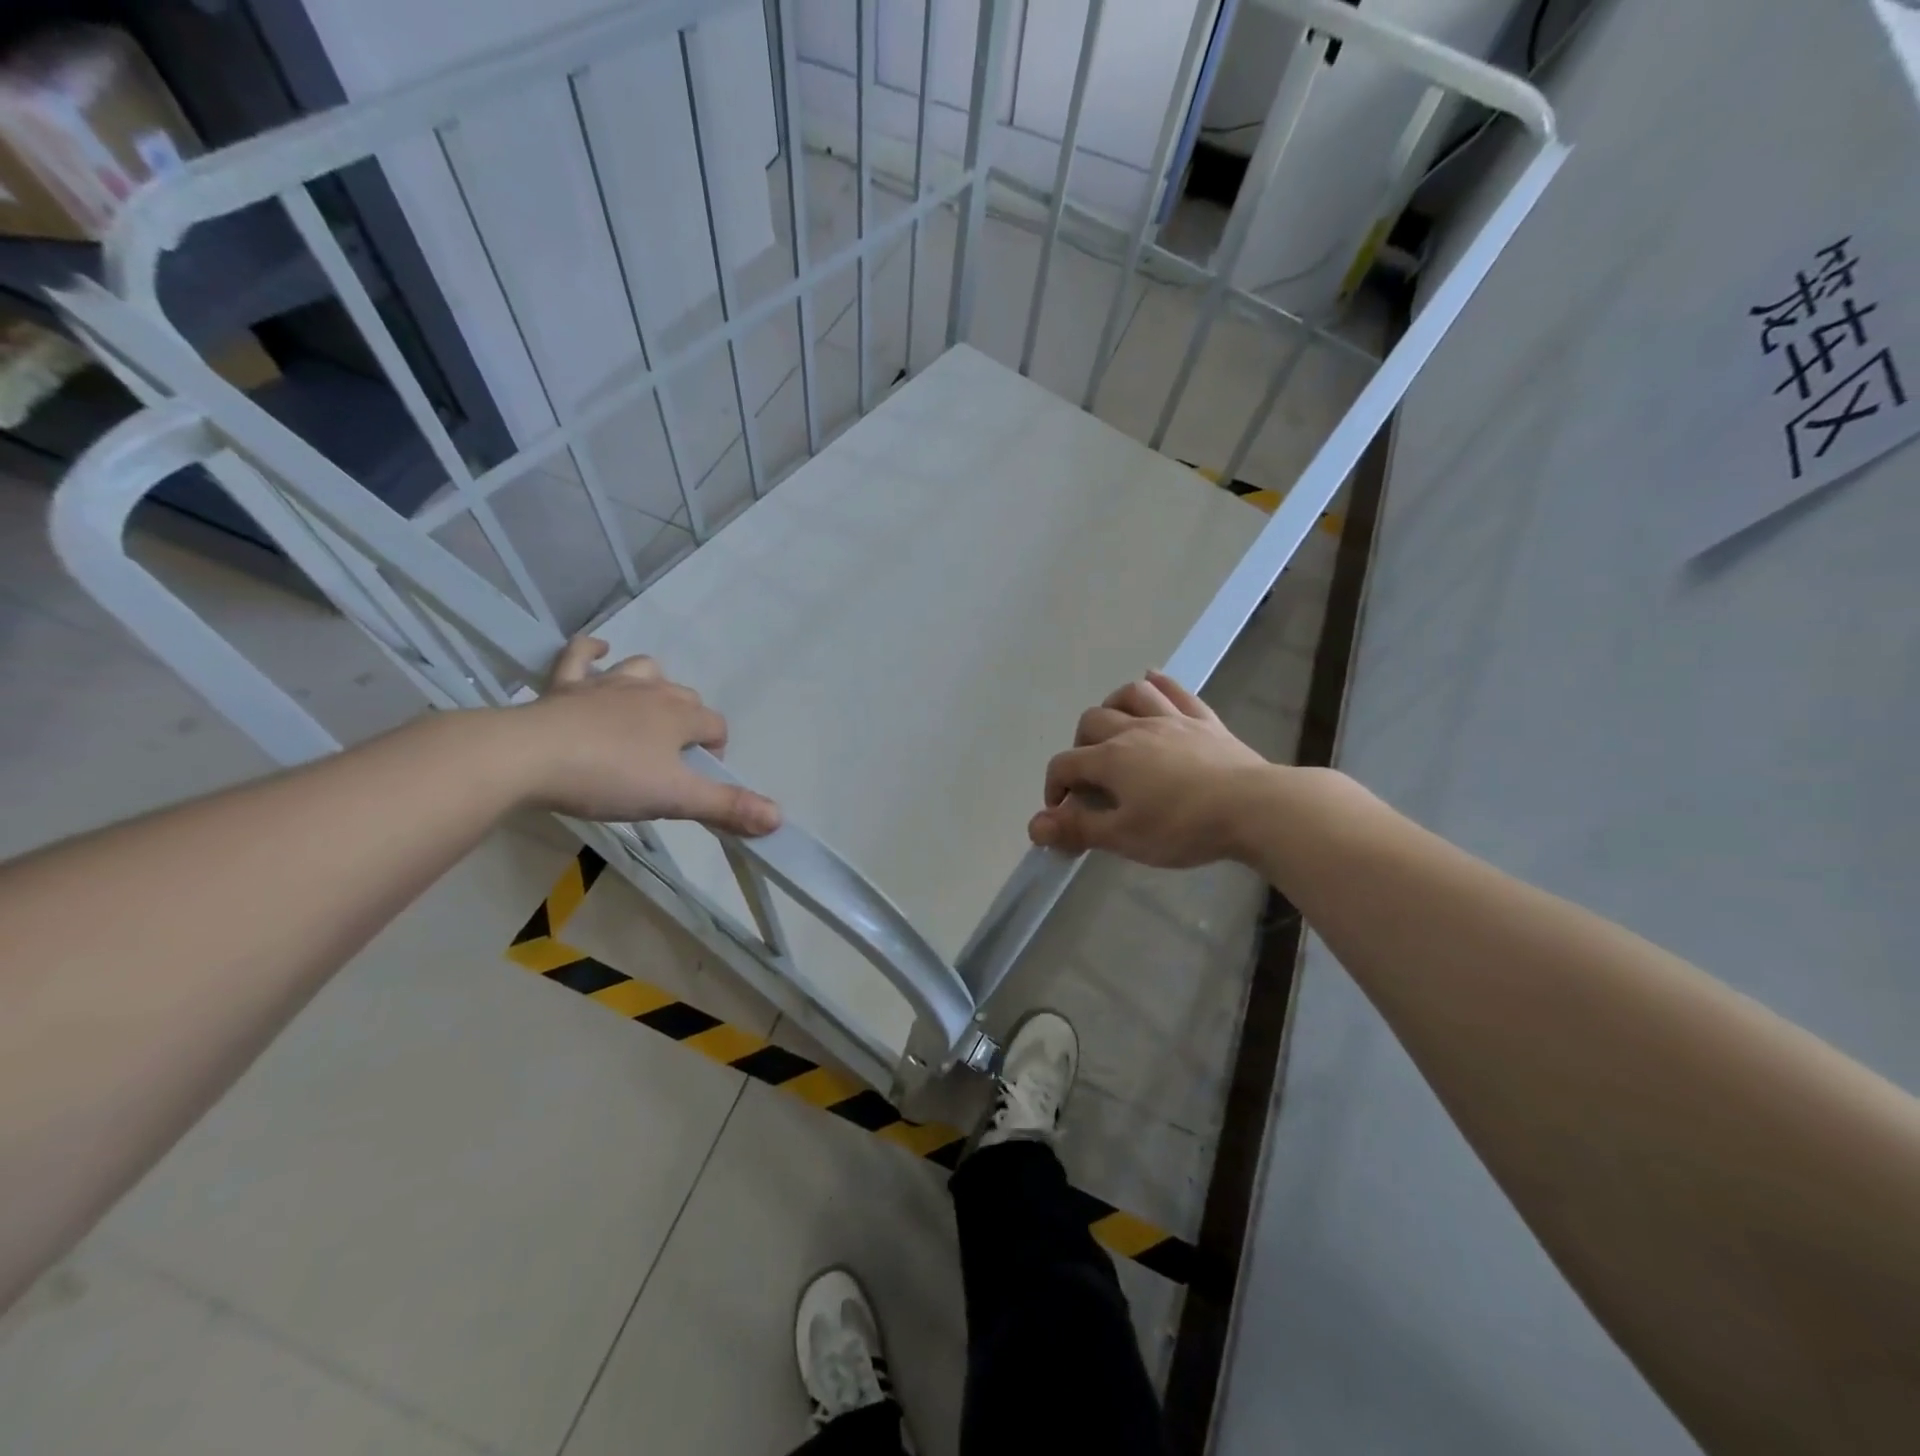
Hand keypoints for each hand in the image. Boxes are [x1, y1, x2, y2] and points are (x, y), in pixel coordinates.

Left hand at [510, 636, 780, 834]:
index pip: (715, 725)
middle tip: (674, 758)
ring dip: (653, 683)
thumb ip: (726, 806)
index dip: (716, 750)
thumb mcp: (675, 798)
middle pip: (685, 697)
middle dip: (689, 721)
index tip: (702, 779)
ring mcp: (606, 684)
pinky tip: (597, 652)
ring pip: (644, 669)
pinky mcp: (564, 686)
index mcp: (679, 717)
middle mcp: (650, 692)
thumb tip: (779, 818)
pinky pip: (580, 656)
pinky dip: (591, 652)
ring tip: (648, 708)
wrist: (529, 757)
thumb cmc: (610, 777)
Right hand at [1028, 670, 1276, 867]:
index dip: (1055, 788)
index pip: (1065, 764)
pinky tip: (1152, 680)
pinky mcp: (1205, 721)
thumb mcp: (1125, 837)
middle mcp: (1135, 729)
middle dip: (1080, 746)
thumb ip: (1078, 829)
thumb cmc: (1183, 827)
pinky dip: (1159, 683)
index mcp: (1111, 759)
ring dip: (1114, 706)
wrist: (1254, 808)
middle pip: (1092, 721)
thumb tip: (1034, 826)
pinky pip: (1177, 691)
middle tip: (1091, 776)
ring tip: (1115, 728)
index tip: (1062, 813)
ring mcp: (1172, 720)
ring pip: (1131, 694)